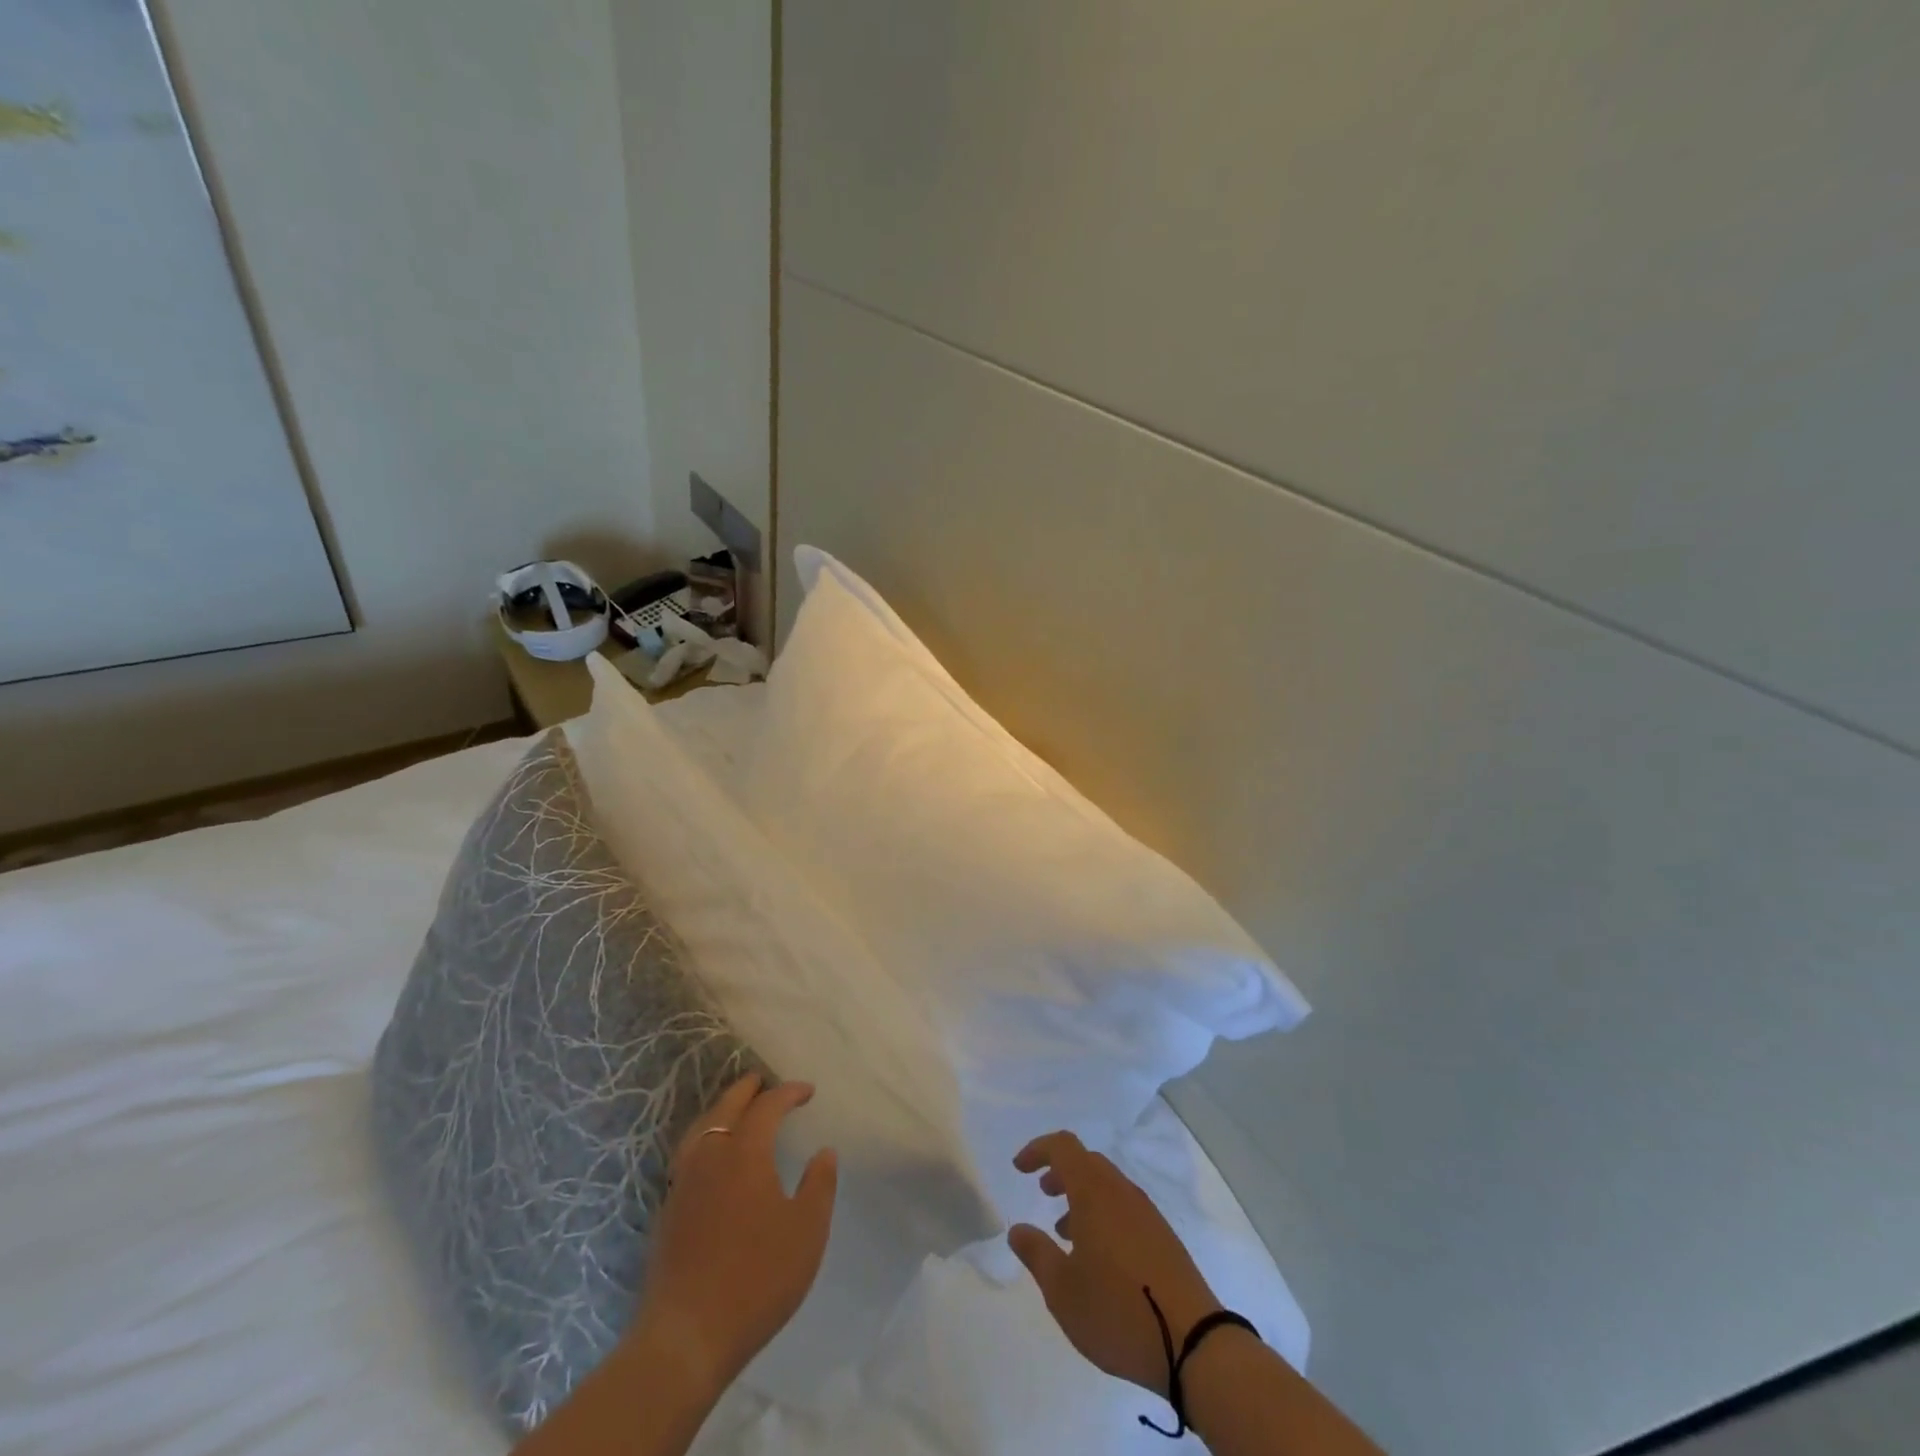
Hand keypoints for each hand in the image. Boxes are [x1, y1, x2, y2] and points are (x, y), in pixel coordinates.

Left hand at [625, 1074, 837, 1397]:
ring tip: (736, 1110)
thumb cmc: (756, 1278)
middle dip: (747, 1090)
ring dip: (721, 1111)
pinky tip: (712, 1158)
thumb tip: (823, 1152)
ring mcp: (683, 1184)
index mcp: (744, 1153)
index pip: (767, 1106)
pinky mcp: (667, 1211)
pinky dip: (705, 1139)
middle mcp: (709, 1157)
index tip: (808, 1091)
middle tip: (763, 1081)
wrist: (685, 1337)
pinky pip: (688, 1154)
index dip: (788, 1093)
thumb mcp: (806, 1232)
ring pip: (701, 1129)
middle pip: (726, 1108)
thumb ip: (819, 1185)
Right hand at [1007, 1131, 1222, 1397]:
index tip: (1019, 1168)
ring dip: (1082, 1197)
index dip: (1038, 1150)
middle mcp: (1121, 1192)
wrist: (1194, 1342)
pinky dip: (1103, 1215)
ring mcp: (1147, 1214)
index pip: (1063, 1147)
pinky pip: (1125, 1208)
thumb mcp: (1062, 1290)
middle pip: (1087, 1162)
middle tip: (1042, 1194)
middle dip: (1061, 1172)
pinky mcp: (1163, 1237)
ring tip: (1065, 1234)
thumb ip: (1036, 1254)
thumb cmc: (1117, 1310)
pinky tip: (1098, 1257)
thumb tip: (1018, 1230)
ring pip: (1107, 1186)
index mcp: (1094, 1192)